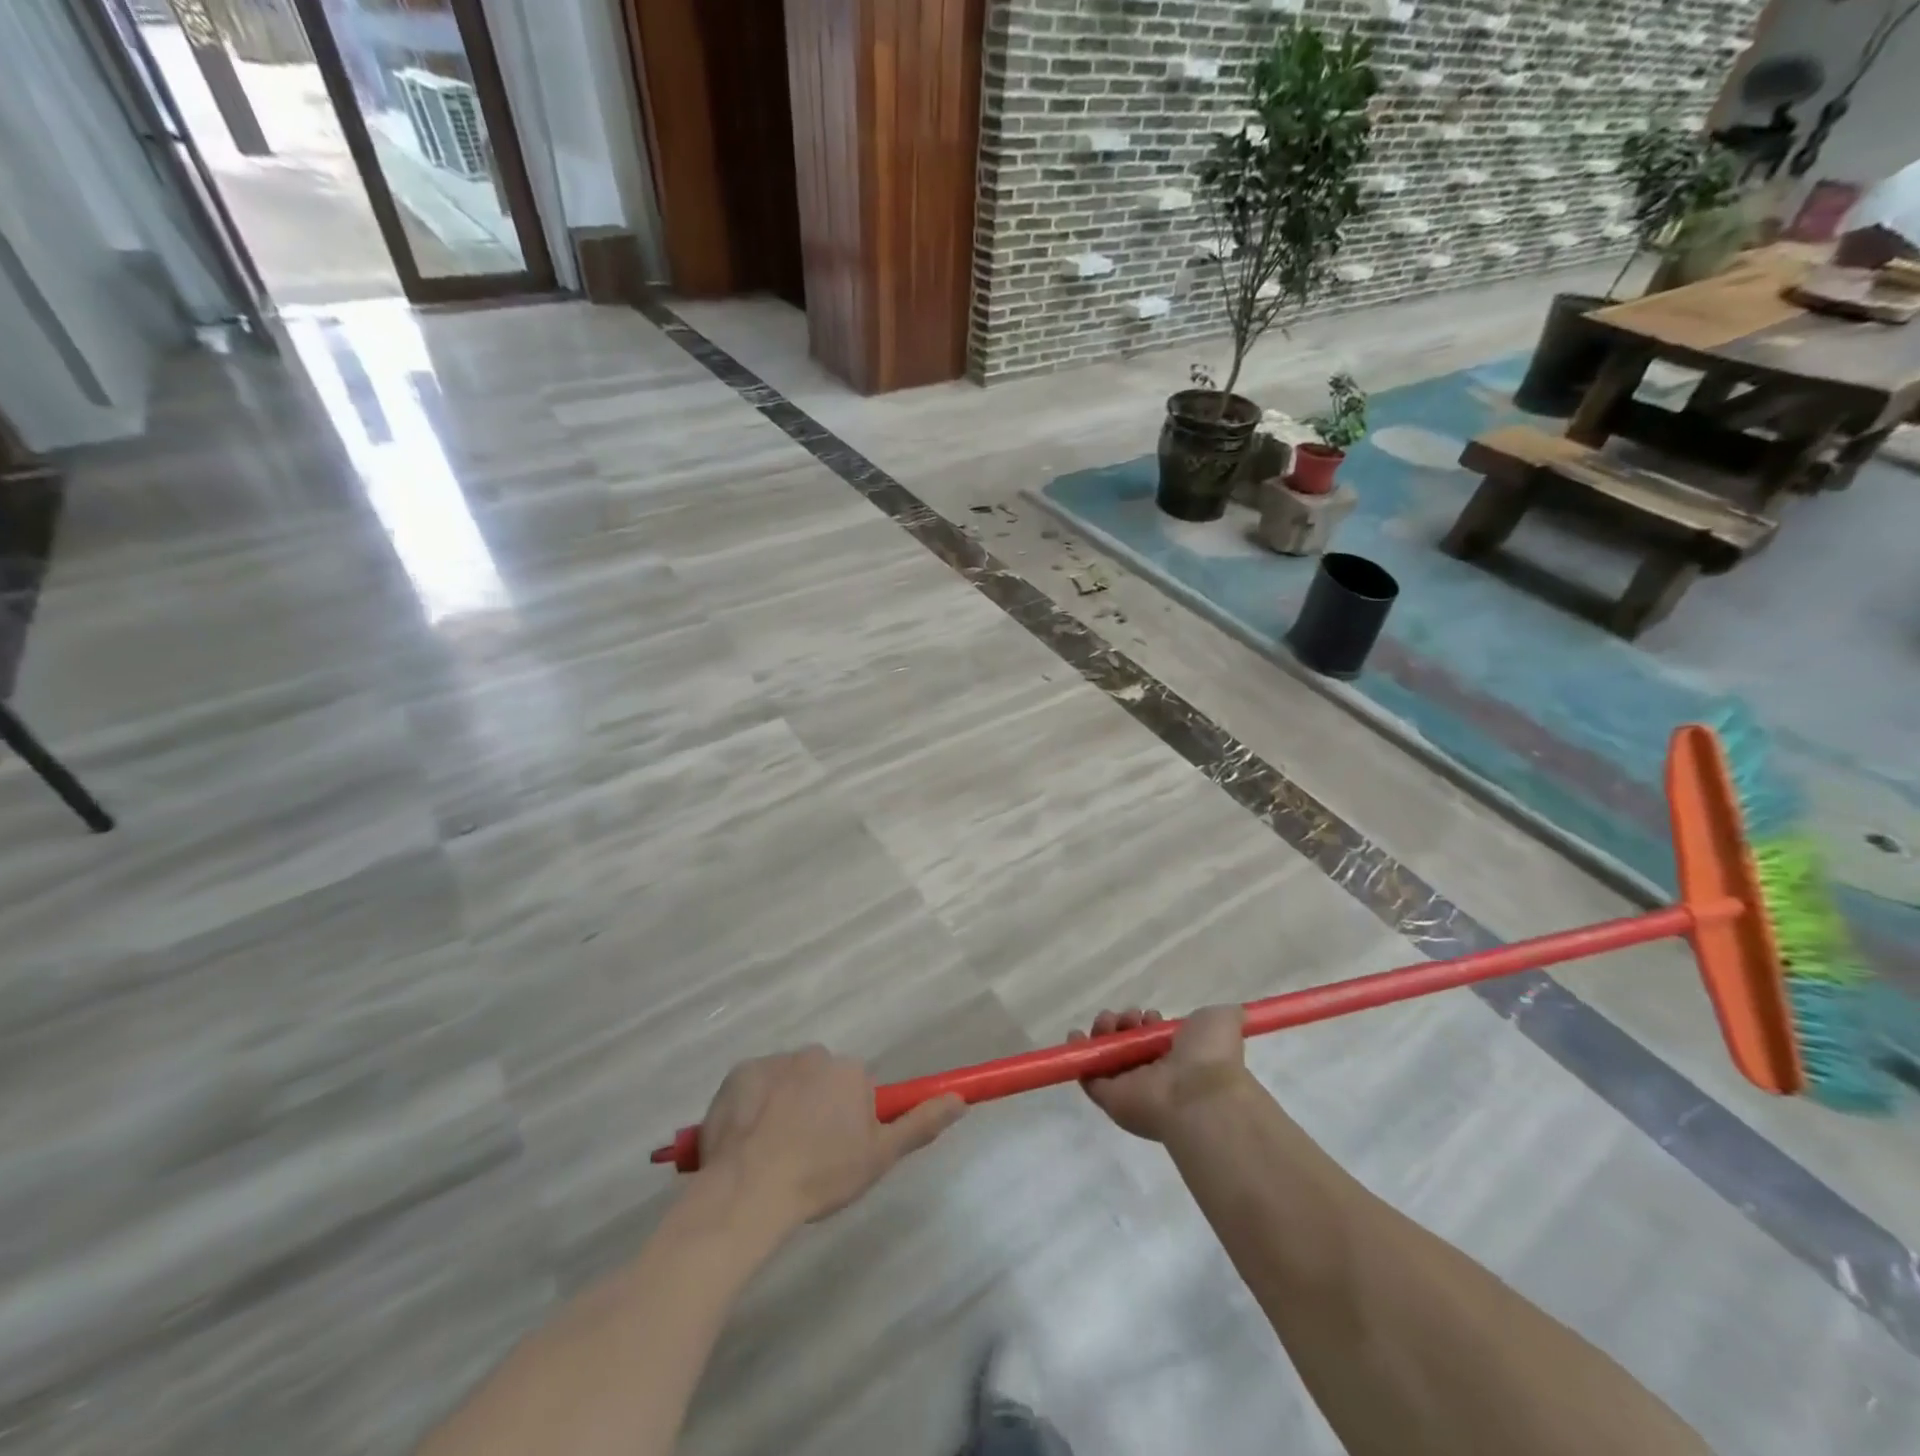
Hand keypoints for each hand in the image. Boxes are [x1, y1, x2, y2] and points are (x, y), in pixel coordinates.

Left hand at [696, 1047, 964, 1224]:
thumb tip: (959, 1099)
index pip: (856, 1087)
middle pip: (821, 1080)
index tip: (836, 1151)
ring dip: (784, 1106)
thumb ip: (920, 1123)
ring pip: (786, 1082)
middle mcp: (813, 1054)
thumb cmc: (821, 1175)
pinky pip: (753, 1087)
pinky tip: (747, 1141)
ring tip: (771, 1153)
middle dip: (816, 1107)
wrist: (749, 1190)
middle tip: (804, 1154)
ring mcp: (772, 1061)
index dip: (848, 1120)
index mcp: (849, 1070)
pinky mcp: (737, 1073)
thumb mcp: (880, 1157)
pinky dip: (752, 1107)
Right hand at [1070, 1005, 1249, 1141]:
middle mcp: (1154, 1075)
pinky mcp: (1107, 1097)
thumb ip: (1223, 1016)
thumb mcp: (1222, 1022)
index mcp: (1180, 1061)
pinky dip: (1078, 1054)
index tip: (1150, 1014)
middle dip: (1123, 1023)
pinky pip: (1087, 1073)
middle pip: (1127, 1044)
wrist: (1199, 1096)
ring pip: (1106, 1055)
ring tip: (1111, 1023)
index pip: (1153, 1040)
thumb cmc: (1210, 1056)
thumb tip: (1236, 1013)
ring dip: (1103, 1032)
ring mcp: (1130, 1087)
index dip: (1146, 1022)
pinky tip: (1076, 1035)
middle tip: (1128, 1017)